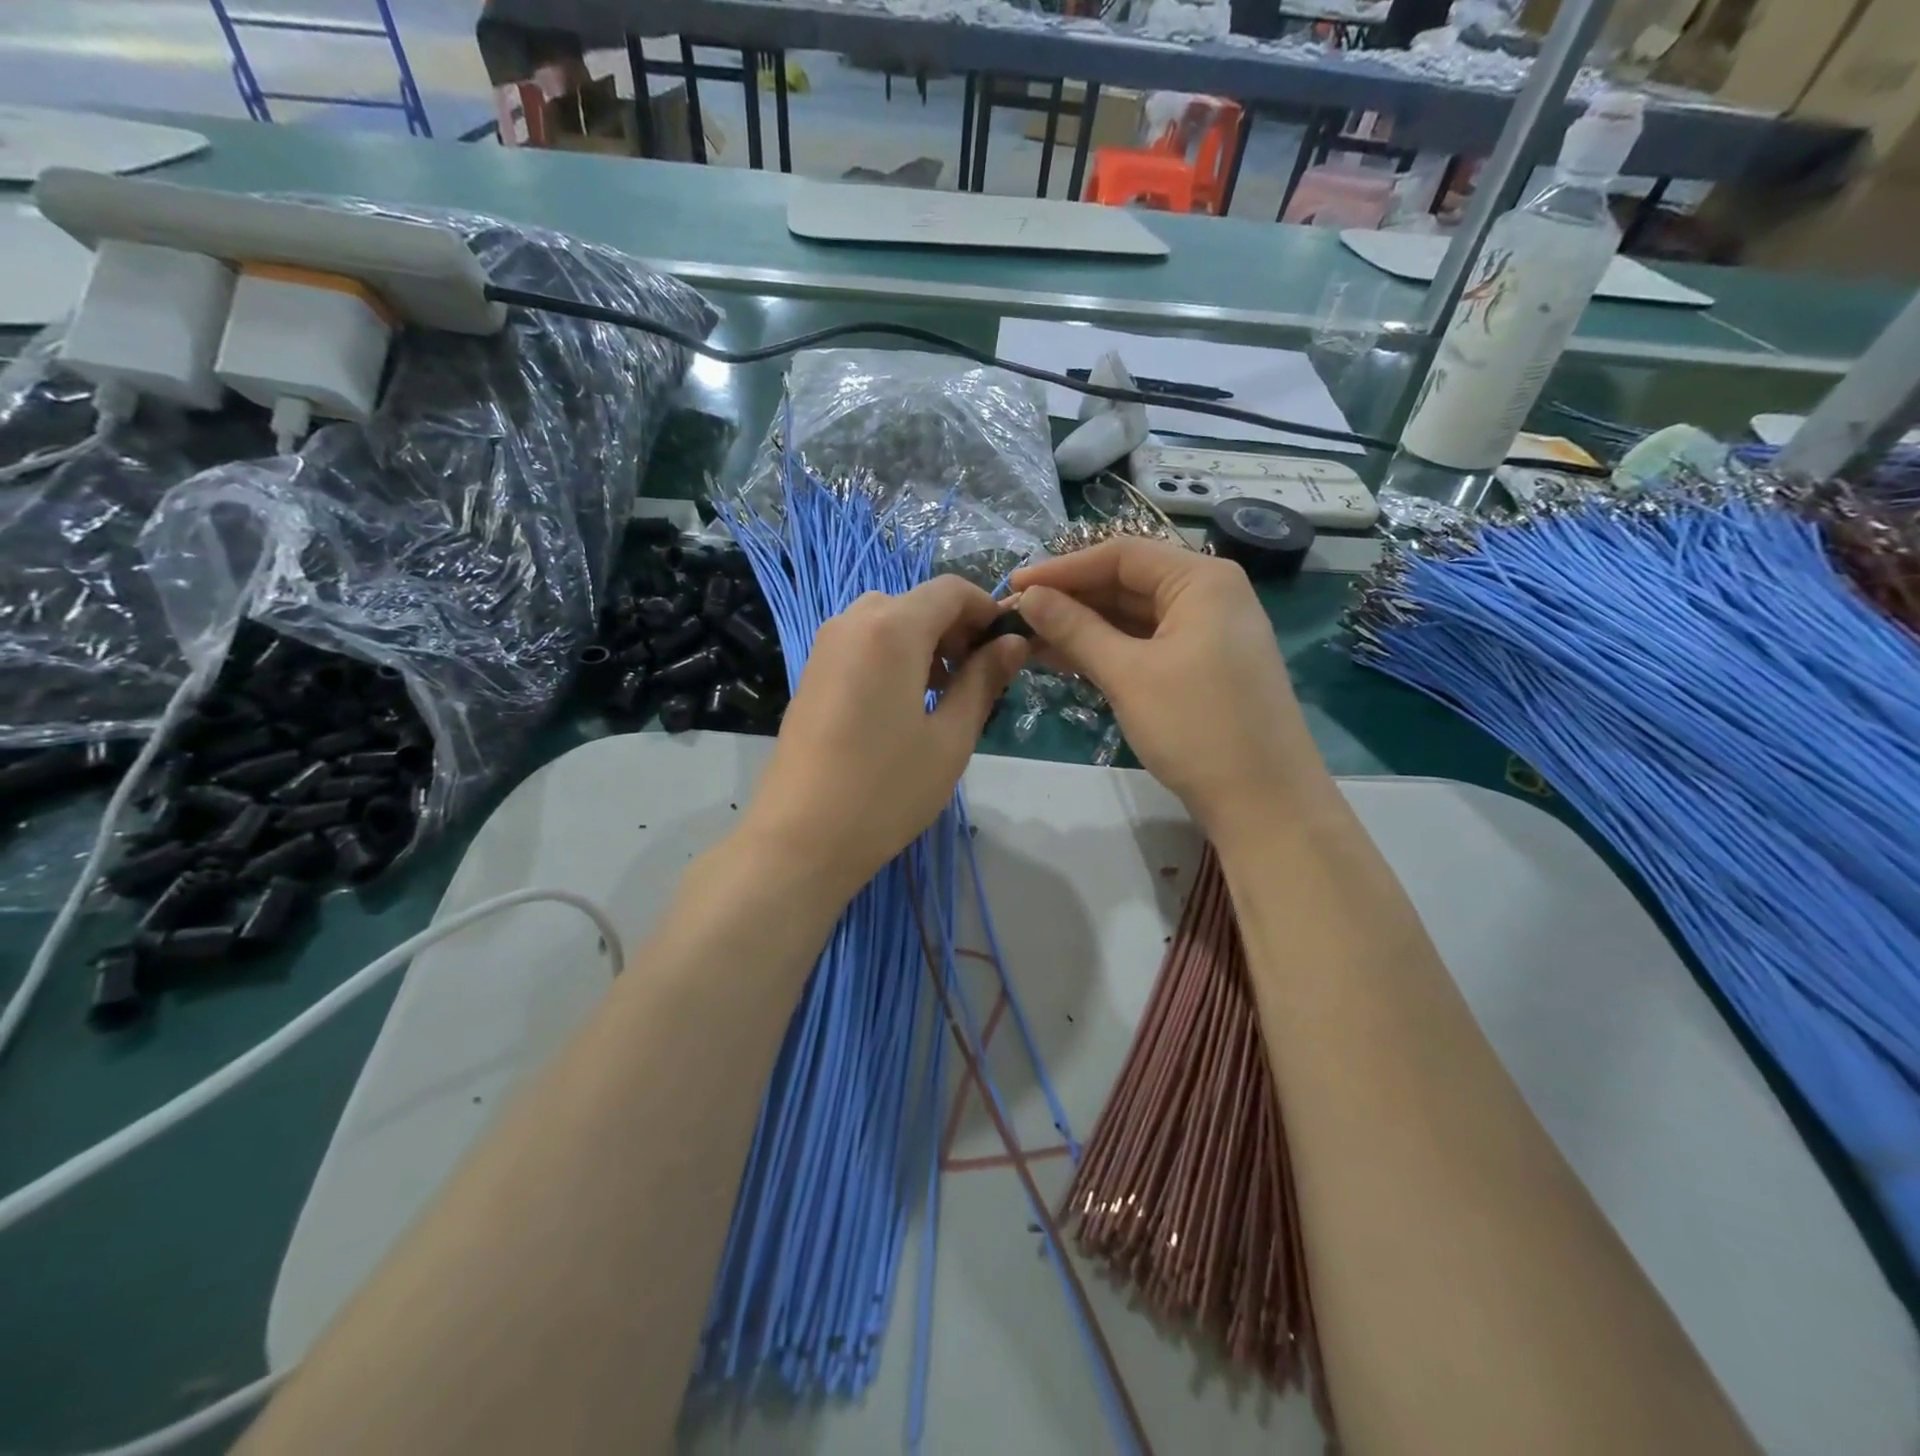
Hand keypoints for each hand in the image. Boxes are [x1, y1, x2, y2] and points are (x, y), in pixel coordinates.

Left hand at [741, 577, 1027, 901]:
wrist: (801, 838)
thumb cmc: (886, 790)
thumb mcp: (951, 738)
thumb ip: (983, 680)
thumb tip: (1012, 644)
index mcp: (892, 628)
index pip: (951, 590)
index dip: (987, 610)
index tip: (1008, 648)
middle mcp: (853, 621)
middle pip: (918, 602)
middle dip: (955, 629)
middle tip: (977, 677)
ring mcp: (825, 646)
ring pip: (888, 621)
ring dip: (924, 642)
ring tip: (942, 695)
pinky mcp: (811, 672)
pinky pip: (862, 643)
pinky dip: (893, 655)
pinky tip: (902, 704)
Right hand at [1012, 539, 1323, 843]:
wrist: (1265, 803)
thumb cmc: (1197, 727)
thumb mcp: (1129, 674)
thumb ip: (1075, 629)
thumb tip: (1028, 597)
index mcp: (1202, 579)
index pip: (1120, 555)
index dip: (1062, 569)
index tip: (1013, 586)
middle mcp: (1208, 596)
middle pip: (1127, 583)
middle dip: (1070, 599)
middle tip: (1016, 617)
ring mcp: (1207, 633)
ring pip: (1133, 617)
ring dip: (1082, 627)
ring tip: (1029, 640)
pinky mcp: (1201, 668)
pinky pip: (1145, 645)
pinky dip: (1107, 650)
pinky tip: (1064, 660)